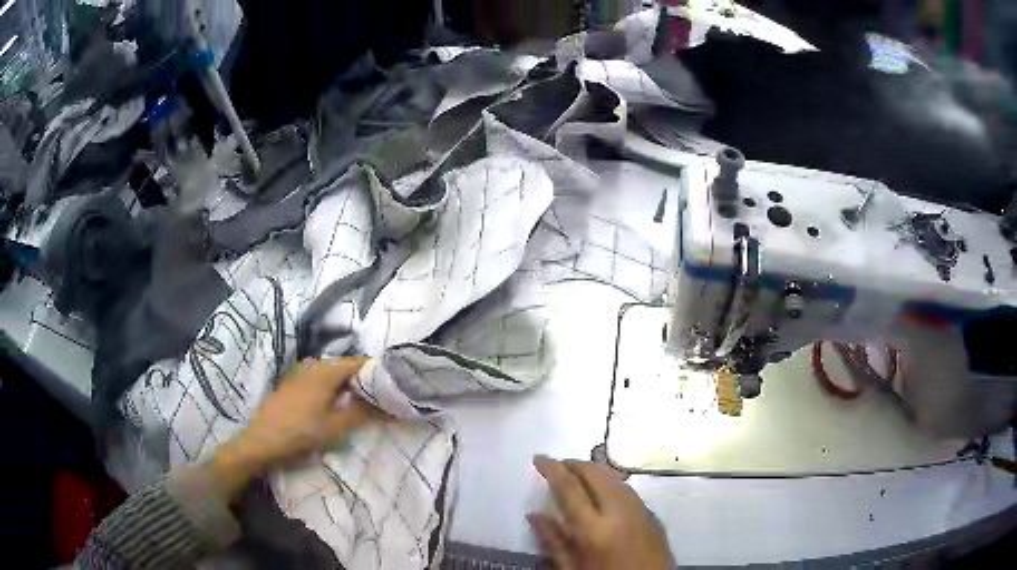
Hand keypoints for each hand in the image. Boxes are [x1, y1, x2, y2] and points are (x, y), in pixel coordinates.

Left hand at [210, 357, 384, 500]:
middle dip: (365, 381)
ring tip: (364, 404)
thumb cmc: (299, 433)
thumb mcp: (335, 427)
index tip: (396, 386)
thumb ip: (363, 413)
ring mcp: (301, 372)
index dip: (379, 372)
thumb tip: (391, 406)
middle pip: (346, 367)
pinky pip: (321, 379)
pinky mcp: (293, 383)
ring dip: (349, 386)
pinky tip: (338, 406)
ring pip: (333, 374)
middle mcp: (313, 364)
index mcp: (326, 370)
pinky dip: (334, 389)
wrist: (260, 441)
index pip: (360, 362)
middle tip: (383, 398)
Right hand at [529, 456, 672, 569]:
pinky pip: (629, 490)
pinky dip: (611, 483)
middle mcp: (620, 513)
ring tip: (578, 475)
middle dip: (575, 464)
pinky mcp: (654, 516)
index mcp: (594, 530)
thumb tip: (534, 515)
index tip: (539, 458)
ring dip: (594, 472)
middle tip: (557, 466)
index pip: (570, 488)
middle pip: (596, 474)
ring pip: (615, 478)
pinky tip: (603, 492)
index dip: (552, 469)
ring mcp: (641, 512)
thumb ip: (553, 542)